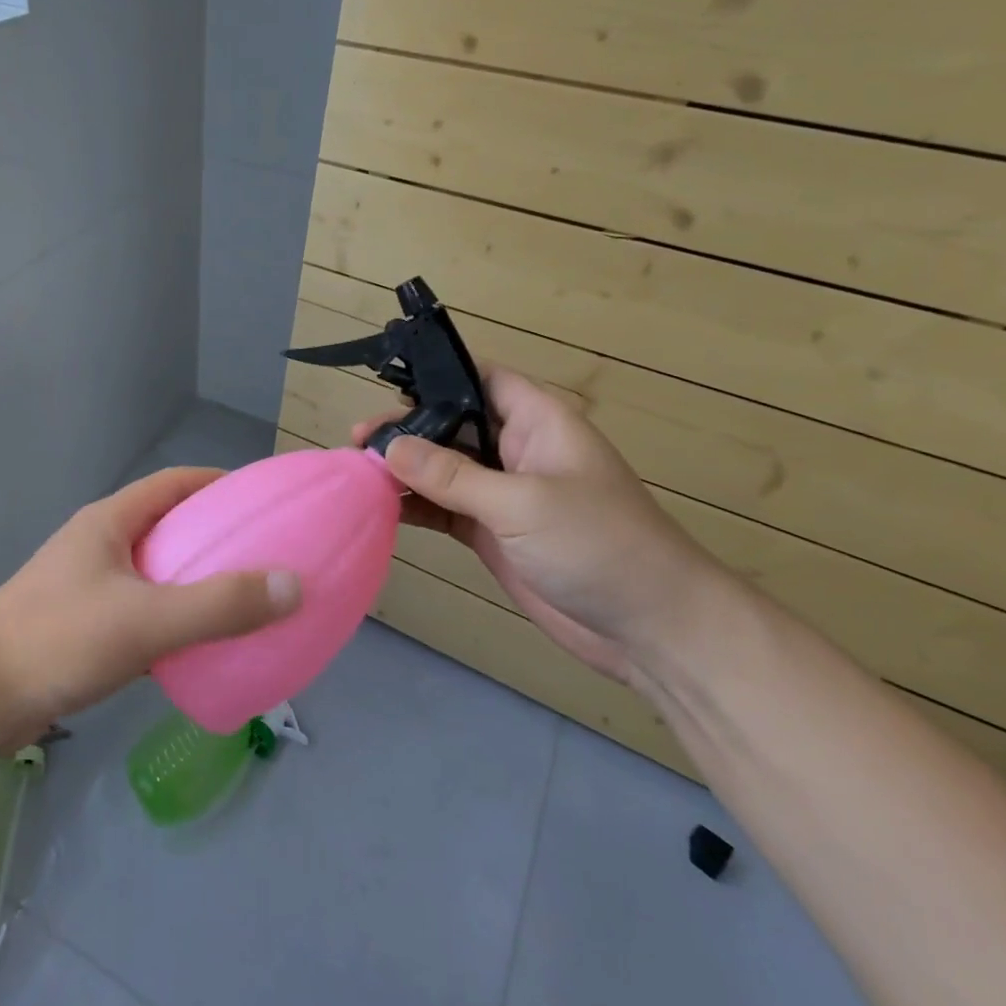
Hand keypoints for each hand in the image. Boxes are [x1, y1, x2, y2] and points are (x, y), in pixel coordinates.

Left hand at [0, 467, 299, 737]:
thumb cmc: (59, 640)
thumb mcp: (147, 620)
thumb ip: (220, 605)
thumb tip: (293, 584)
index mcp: (110, 522)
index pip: (174, 483)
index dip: (219, 483)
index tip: (261, 499)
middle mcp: (98, 544)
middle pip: (166, 526)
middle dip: (212, 536)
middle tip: (262, 555)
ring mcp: (85, 586)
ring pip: (153, 572)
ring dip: (192, 581)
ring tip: (240, 600)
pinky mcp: (79, 626)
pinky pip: (139, 611)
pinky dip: (171, 620)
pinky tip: (196, 647)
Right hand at [357, 367, 726, 684]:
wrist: (649, 630)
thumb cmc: (598, 544)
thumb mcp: (522, 502)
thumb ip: (452, 475)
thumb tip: (388, 448)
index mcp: (537, 421)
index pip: (482, 379)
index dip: (438, 374)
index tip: (387, 383)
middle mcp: (516, 449)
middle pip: (451, 424)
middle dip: (406, 428)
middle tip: (358, 439)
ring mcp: (502, 493)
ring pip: (442, 468)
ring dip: (403, 469)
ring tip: (355, 470)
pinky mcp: (492, 532)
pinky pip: (444, 508)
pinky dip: (414, 506)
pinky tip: (379, 507)